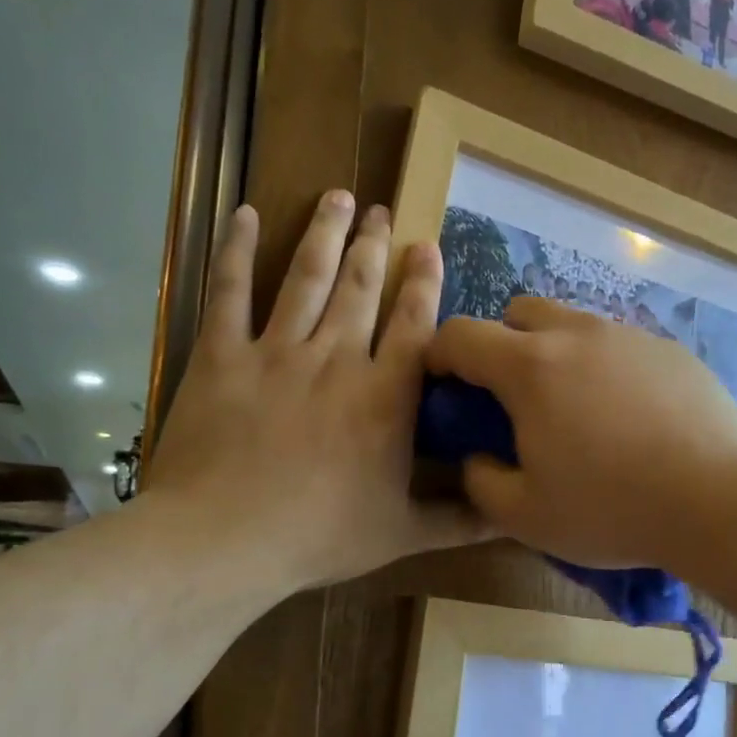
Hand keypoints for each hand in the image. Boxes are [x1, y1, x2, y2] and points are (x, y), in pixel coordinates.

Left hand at [146, 190, 481, 594]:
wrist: (225, 540)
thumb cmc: (321, 537)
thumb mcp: (404, 534)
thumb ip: (462, 520)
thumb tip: (514, 516)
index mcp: (386, 397)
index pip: (415, 325)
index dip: (424, 283)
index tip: (427, 246)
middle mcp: (337, 359)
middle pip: (360, 288)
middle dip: (373, 245)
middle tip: (381, 210)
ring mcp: (276, 352)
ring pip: (305, 277)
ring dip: (324, 233)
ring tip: (337, 196)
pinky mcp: (222, 356)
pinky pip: (229, 292)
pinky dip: (236, 251)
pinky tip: (244, 215)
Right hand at [425, 299, 736, 569]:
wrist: (718, 501)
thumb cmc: (612, 509)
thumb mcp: (526, 515)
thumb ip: (482, 481)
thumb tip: (478, 457)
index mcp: (531, 367)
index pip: (462, 334)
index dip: (439, 353)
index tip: (443, 382)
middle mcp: (578, 334)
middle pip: (519, 311)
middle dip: (501, 343)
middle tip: (512, 396)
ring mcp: (630, 336)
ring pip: (574, 323)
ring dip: (555, 352)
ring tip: (575, 406)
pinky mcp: (671, 350)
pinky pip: (620, 344)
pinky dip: (605, 366)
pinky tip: (628, 414)